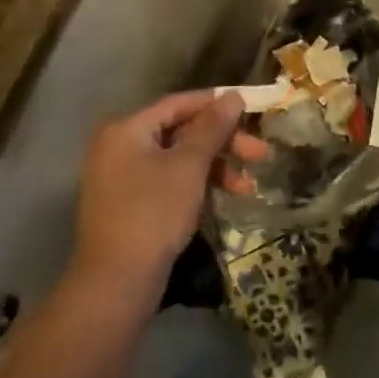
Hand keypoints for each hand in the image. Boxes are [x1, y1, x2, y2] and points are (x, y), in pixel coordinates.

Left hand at [71, 90, 264, 304]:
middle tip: (261, 154)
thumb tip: (233, 96)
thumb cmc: (154, 213)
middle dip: (222, 143)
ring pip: (178, 159)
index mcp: (127, 129)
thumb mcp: (188, 167)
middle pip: (180, 132)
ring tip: (249, 186)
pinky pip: (169, 181)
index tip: (252, 109)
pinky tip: (225, 197)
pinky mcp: (132, 204)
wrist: (117, 281)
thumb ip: (212, 128)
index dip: (217, 104)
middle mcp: (120, 146)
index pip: (178, 103)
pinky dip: (197, 185)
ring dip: (216, 168)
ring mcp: (123, 177)